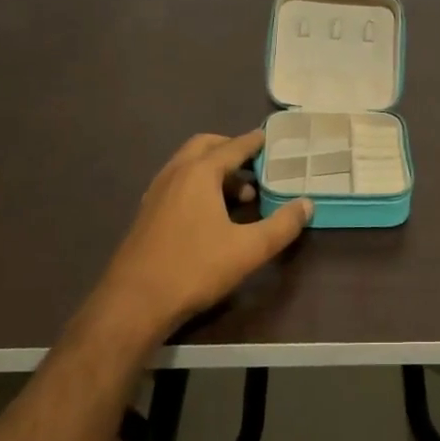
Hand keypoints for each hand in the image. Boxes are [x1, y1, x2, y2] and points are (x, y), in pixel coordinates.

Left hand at [92, 131, 311, 345]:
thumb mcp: (249, 249)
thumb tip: (306, 205)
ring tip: (240, 195)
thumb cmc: (194, 268)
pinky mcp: (147, 214)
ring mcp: (156, 193)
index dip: (254, 142)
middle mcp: (174, 174)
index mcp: (199, 173)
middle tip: (254, 165)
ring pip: (188, 166)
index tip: (269, 137)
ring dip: (214, 170)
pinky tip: (211, 214)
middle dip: (230, 150)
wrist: (133, 303)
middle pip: (205, 146)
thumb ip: (282, 226)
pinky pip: (177, 183)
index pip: (232, 147)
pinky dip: (198, 185)